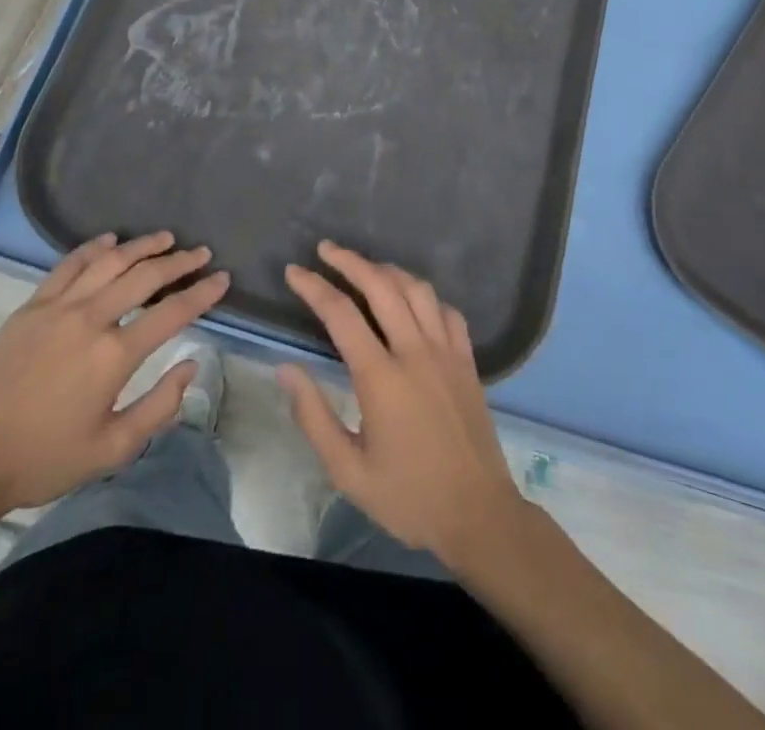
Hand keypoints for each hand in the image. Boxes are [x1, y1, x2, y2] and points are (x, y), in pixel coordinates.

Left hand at [0, 232, 229, 518]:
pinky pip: (69, 265)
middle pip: (144, 276)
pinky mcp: (32, 306)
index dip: (202, 293)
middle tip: (200, 252)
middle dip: (179, 261)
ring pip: (109, 261)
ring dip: (141, 246)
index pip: (172, 312)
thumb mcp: (113, 448)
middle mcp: (91, 318)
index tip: (222, 278)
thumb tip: (191, 366)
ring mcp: (58, 307)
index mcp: (115, 355)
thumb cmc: (47, 459)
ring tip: (165, 237)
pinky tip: (110, 241)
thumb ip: (160, 406)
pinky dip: (93, 248)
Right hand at [279, 241, 526, 566]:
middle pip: (381, 286)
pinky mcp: (467, 360)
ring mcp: (446, 352)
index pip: (341, 314)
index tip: (294, 272)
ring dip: (387, 270)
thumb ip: (313, 416)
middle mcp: (415, 352)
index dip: (314, 287)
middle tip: (325, 249)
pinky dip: (425, 296)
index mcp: (382, 378)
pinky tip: (413, 300)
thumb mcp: (348, 471)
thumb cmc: (408, 497)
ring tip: (365, 267)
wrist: (479, 516)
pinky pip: (447, 311)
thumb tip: (285, 369)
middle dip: (349, 261)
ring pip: (417, 290)